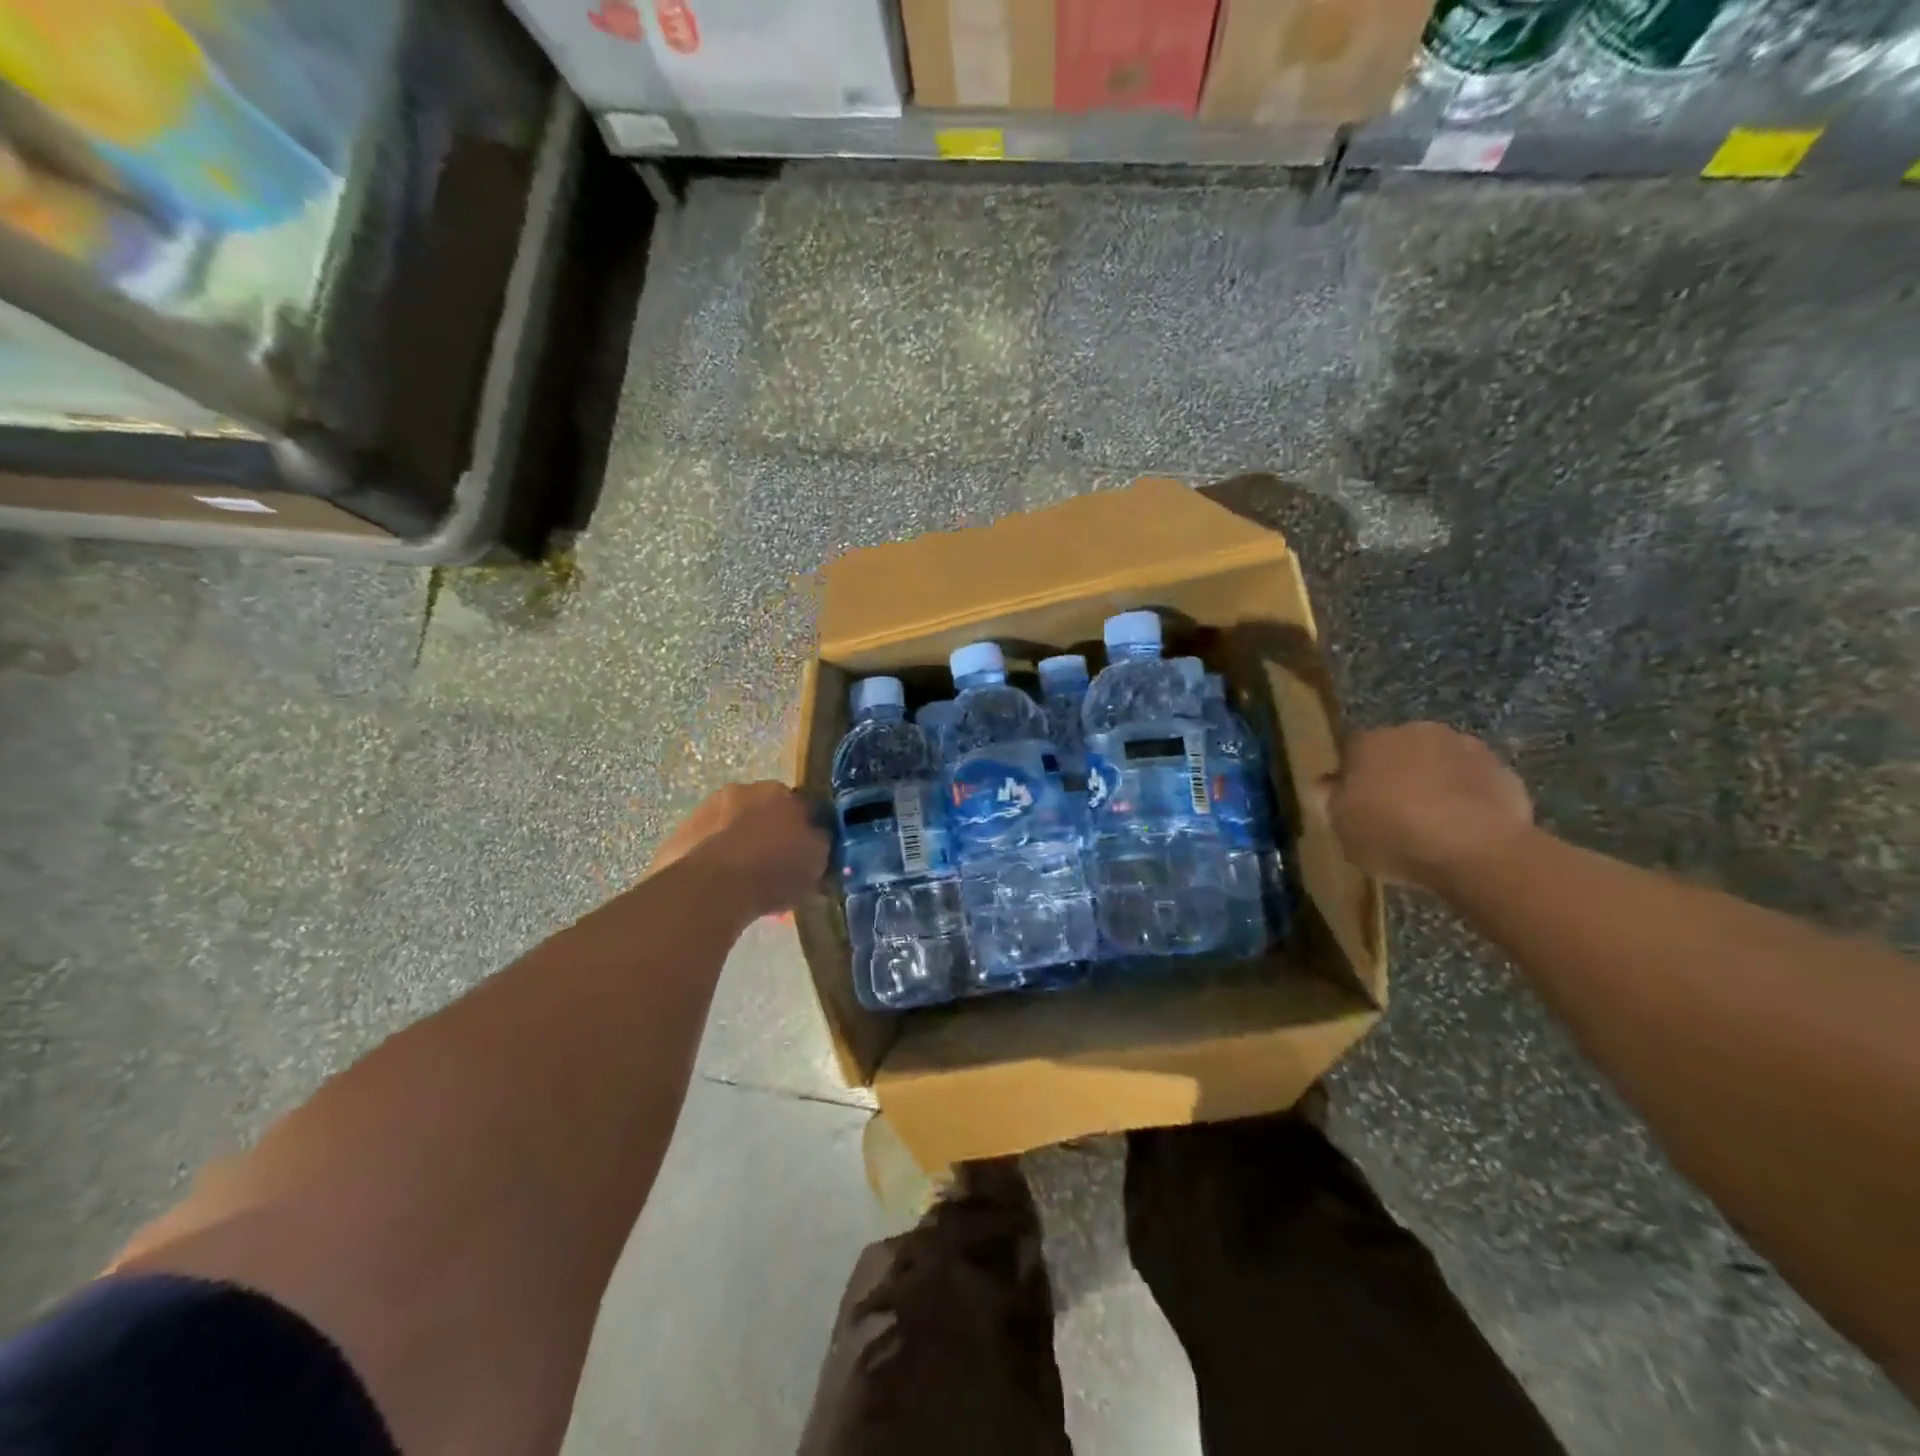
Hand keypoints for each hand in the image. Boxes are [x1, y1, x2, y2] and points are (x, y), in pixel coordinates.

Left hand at [646, 781, 830, 919]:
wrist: (710, 888)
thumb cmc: (773, 869)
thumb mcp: (817, 859)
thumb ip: (820, 843)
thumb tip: (818, 839)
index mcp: (778, 790)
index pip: (800, 805)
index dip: (805, 830)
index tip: (805, 853)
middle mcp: (740, 791)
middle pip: (762, 813)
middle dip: (768, 834)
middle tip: (775, 868)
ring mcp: (704, 812)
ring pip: (731, 829)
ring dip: (739, 847)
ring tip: (746, 883)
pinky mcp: (677, 837)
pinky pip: (706, 849)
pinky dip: (714, 863)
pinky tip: (720, 889)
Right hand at [1316, 723, 1534, 891]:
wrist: (1476, 850)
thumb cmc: (1393, 835)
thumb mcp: (1342, 827)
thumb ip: (1331, 800)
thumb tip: (1326, 783)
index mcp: (1369, 741)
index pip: (1351, 751)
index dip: (1353, 777)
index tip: (1356, 804)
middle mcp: (1415, 732)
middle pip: (1398, 752)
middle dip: (1396, 774)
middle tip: (1394, 812)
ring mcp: (1464, 748)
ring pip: (1439, 764)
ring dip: (1434, 783)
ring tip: (1434, 822)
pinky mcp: (1503, 771)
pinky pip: (1474, 783)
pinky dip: (1468, 799)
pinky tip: (1465, 829)